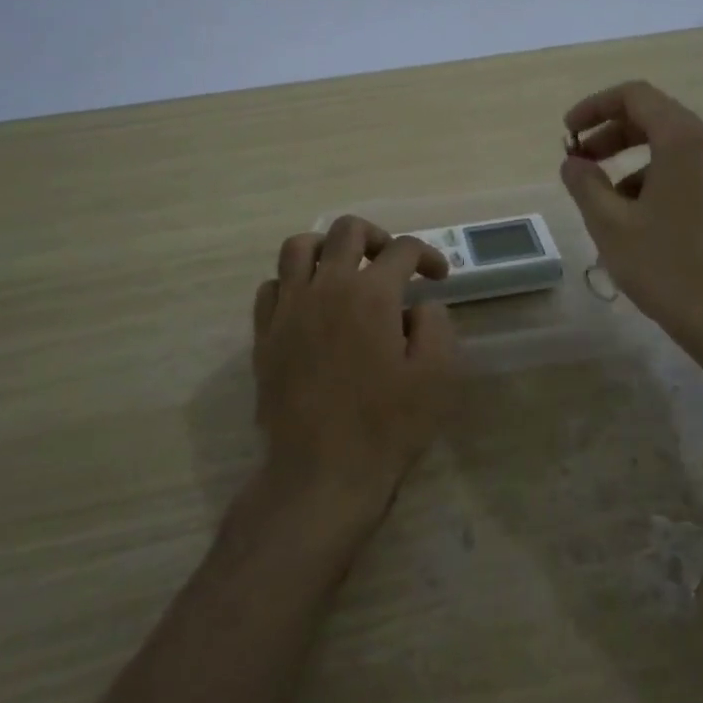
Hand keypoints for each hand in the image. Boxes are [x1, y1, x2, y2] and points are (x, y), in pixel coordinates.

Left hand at [251, 216, 459, 527]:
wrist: (322, 472)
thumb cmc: (387, 426)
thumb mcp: (436, 376)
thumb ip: (435, 325)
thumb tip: (419, 305)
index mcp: (372, 294)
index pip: (402, 250)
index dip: (427, 256)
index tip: (437, 277)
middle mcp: (327, 287)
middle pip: (346, 230)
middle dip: (377, 237)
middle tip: (391, 263)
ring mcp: (289, 308)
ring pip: (298, 246)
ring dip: (327, 248)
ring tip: (344, 270)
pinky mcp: (264, 334)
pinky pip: (272, 286)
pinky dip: (293, 282)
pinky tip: (310, 304)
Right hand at [559, 80, 702, 351]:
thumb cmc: (668, 268)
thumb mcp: (611, 225)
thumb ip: (585, 185)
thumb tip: (573, 162)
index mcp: (683, 141)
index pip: (635, 96)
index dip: (595, 107)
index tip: (569, 134)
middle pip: (656, 118)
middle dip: (611, 134)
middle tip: (580, 162)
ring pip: (673, 147)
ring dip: (632, 160)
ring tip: (604, 199)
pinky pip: (690, 171)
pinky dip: (657, 178)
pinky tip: (638, 219)